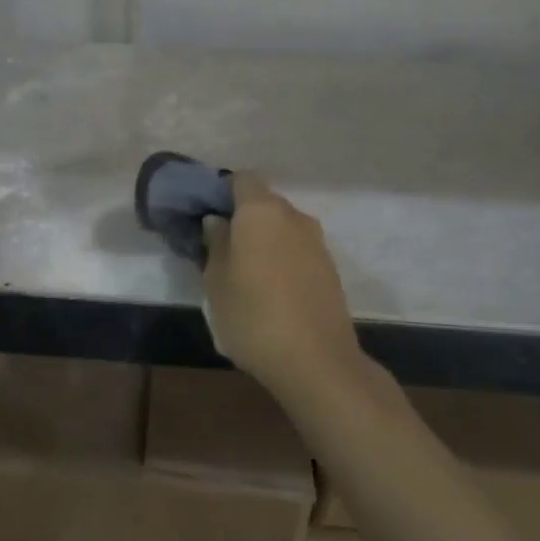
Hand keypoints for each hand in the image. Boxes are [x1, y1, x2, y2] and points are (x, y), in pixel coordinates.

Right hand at [202, 172, 361, 393]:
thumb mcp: (216, 282)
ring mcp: (317, 242)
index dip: (223, 191)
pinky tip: (271, 290)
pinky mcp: (330, 268)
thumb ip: (215, 244)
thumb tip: (217, 222)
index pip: (242, 179)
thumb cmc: (253, 317)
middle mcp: (294, 217)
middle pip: (264, 203)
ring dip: (265, 241)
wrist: (316, 361)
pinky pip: (298, 250)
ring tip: (246, 273)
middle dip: (244, 218)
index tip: (208, 215)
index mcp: (261, 212)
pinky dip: (283, 259)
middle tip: (222, 248)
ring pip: (283, 228)